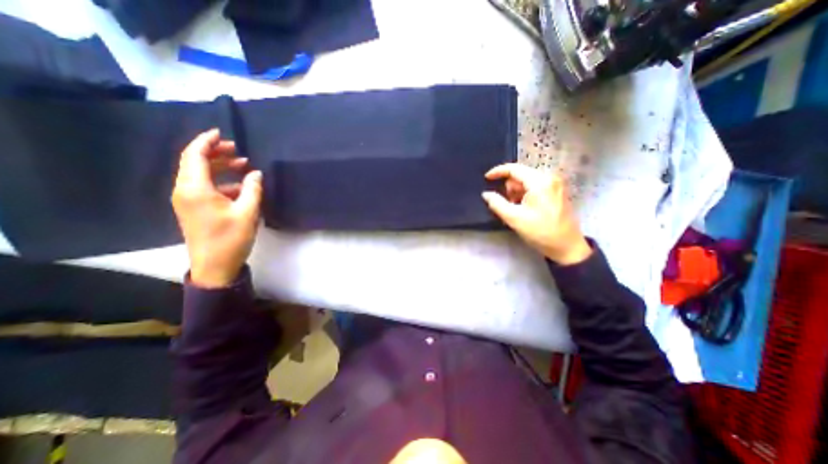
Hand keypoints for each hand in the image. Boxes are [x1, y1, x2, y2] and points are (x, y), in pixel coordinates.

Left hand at [173, 127, 262, 285]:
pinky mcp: (194, 209)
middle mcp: (185, 191)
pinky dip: (221, 182)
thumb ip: (252, 189)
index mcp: (195, 189)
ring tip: (243, 165)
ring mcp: (187, 200)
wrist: (214, 266)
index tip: (221, 133)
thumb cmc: (231, 239)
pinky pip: (204, 187)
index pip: (195, 155)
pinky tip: (240, 187)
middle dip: (216, 153)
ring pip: (200, 175)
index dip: (207, 141)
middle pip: (195, 163)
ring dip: (220, 167)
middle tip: (238, 150)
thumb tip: (256, 173)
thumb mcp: (247, 213)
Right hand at [482, 163, 591, 263]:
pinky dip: (526, 195)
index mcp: (539, 182)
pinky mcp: (558, 191)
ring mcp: (555, 184)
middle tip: (506, 204)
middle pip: (521, 175)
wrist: (566, 246)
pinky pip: (536, 186)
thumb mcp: (514, 218)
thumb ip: (497, 204)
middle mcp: (549, 178)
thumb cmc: (540, 232)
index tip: (486, 178)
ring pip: (528, 181)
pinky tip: (525, 209)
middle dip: (509, 188)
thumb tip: (486, 194)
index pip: (514, 169)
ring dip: (517, 192)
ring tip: (516, 209)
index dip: (498, 172)